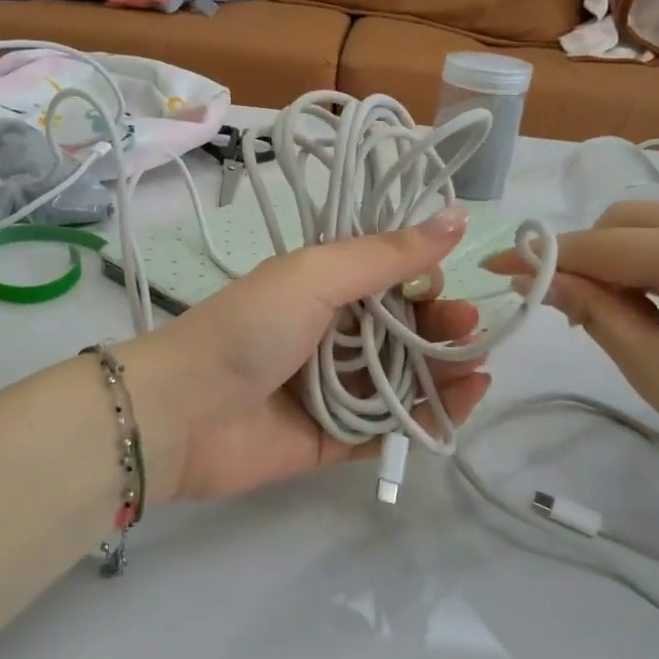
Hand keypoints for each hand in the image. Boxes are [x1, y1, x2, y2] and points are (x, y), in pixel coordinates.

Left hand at [122, 208, 491, 502]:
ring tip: (477, 371)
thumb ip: (386, 255)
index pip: (388, 283)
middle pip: (400, 333)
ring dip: (442, 374)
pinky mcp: (330, 441)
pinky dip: (424, 420)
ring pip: (400, 382)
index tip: (448, 287)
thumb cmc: (248, 330)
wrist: (180, 412)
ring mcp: (330, 391)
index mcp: (320, 291)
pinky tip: (459, 406)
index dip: (423, 283)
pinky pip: (386, 429)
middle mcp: (328, 337)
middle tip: (471, 333)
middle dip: (440, 330)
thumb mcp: (315, 276)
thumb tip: (456, 218)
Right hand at [485, 201, 658, 523]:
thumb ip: (597, 315)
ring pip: (653, 224)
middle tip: (567, 310)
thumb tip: (543, 279)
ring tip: (613, 316)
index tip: (494, 267)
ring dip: (616, 258)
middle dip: (583, 254)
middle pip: (625, 218)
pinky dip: (651, 262)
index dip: (542, 255)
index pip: (600, 244)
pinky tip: (653, 306)